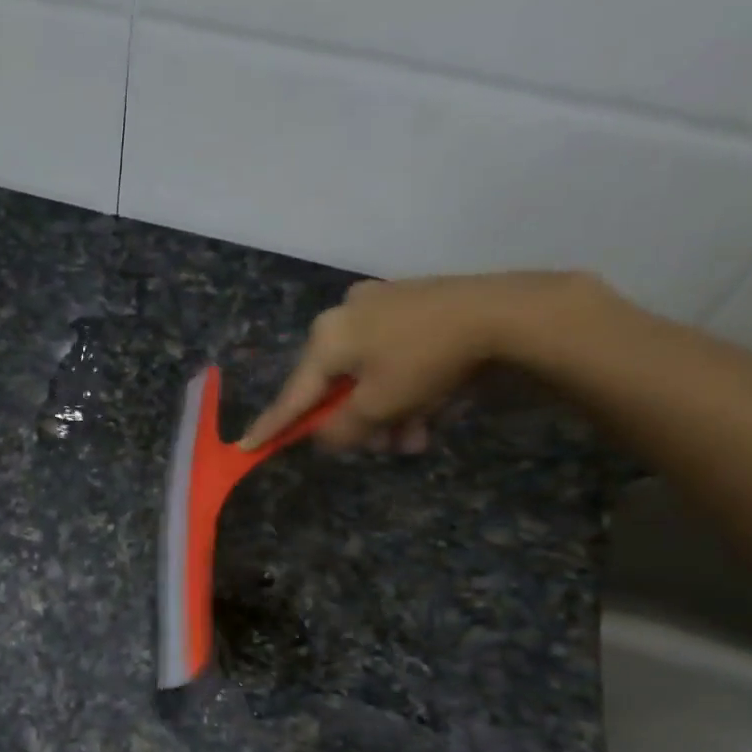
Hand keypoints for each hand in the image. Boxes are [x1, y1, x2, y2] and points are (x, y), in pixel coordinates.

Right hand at [240, 272, 602, 452]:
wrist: (504, 313)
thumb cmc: (426, 362)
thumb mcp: (378, 408)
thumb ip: (340, 429)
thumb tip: (323, 436)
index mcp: (327, 337)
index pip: (293, 395)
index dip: (273, 426)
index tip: (246, 447)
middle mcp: (346, 315)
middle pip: (337, 387)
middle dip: (360, 423)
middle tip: (385, 447)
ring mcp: (382, 305)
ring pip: (370, 375)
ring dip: (388, 413)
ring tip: (417, 438)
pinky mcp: (415, 304)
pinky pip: (395, 357)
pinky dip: (405, 387)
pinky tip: (432, 410)